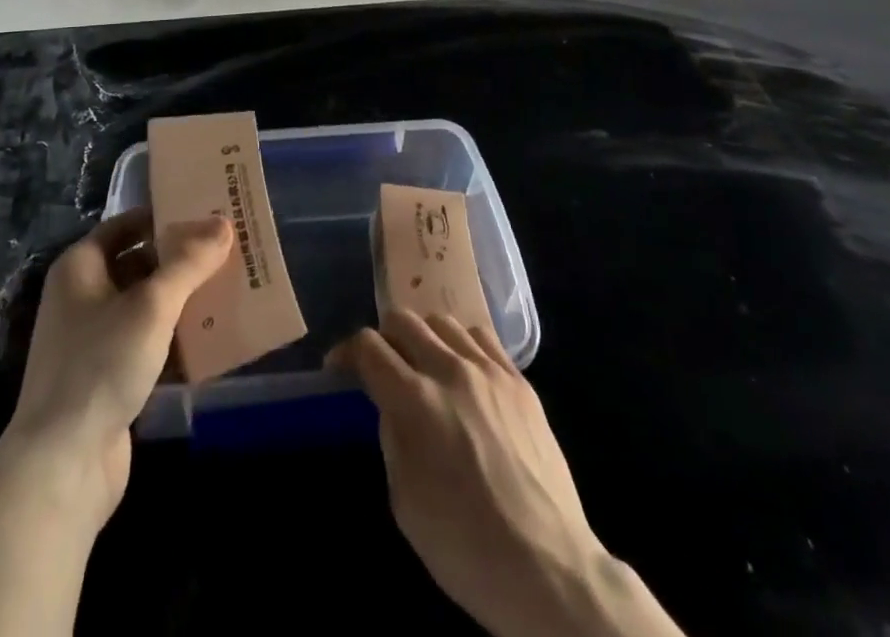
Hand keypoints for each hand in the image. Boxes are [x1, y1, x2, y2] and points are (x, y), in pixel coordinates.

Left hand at [5, 208, 231, 521]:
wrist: (62, 466)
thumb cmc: (101, 365)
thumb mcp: (151, 305)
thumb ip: (189, 263)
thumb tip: (222, 223)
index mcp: (81, 266)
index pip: (127, 225)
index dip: (164, 216)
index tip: (207, 212)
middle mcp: (83, 296)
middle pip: (139, 264)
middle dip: (181, 259)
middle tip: (228, 249)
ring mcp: (94, 340)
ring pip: (147, 306)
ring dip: (184, 300)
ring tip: (231, 287)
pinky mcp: (109, 378)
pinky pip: (149, 344)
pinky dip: (177, 339)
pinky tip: (215, 337)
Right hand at [330, 312, 682, 636]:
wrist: (549, 568)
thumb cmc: (466, 548)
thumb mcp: (405, 501)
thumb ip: (392, 437)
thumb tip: (390, 405)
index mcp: (415, 401)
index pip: (368, 347)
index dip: (346, 352)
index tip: (340, 369)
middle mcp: (450, 371)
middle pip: (403, 320)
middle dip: (384, 338)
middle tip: (383, 368)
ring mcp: (489, 371)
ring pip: (442, 321)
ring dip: (423, 337)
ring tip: (425, 366)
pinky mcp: (519, 381)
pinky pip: (482, 337)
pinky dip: (462, 344)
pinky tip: (463, 371)